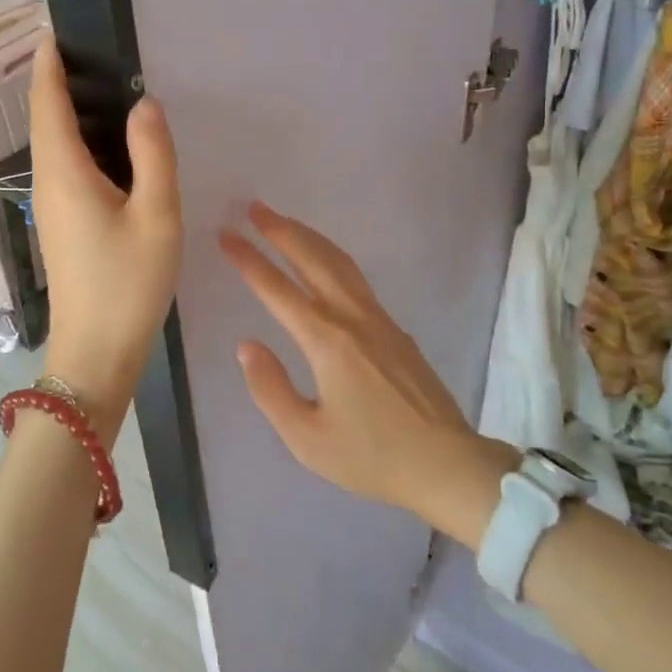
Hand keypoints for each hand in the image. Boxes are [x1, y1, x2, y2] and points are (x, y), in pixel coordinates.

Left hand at [29, 36, 181, 443]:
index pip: (47, 104)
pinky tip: (108, 144)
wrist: (96, 352)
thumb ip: (153, 155)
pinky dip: (77, 140)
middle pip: (44, 121)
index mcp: (65, 172)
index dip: (48, 66)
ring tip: (101, 85)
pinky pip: (63, 166)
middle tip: (90, 50)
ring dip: (66, 110)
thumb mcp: (156, 215)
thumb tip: (145, 104)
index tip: (54, 31)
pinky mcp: (60, 224)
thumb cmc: (127, 283)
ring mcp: (50, 206)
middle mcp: (48, 183)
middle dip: (56, 82)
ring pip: (52, 145)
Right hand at [219, 203, 519, 545]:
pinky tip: (323, 260)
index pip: (277, 289)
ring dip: (307, 236)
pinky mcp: (394, 326)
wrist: (446, 463)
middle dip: (280, 230)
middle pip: (312, 259)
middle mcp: (351, 317)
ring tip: (283, 222)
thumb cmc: (372, 456)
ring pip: (338, 261)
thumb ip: (270, 389)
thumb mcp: (307, 438)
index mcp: (326, 341)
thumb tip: (246, 345)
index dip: (248, 260)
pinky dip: (329, 255)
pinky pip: (355, 276)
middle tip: (254, 208)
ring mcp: (377, 318)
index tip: (226, 235)